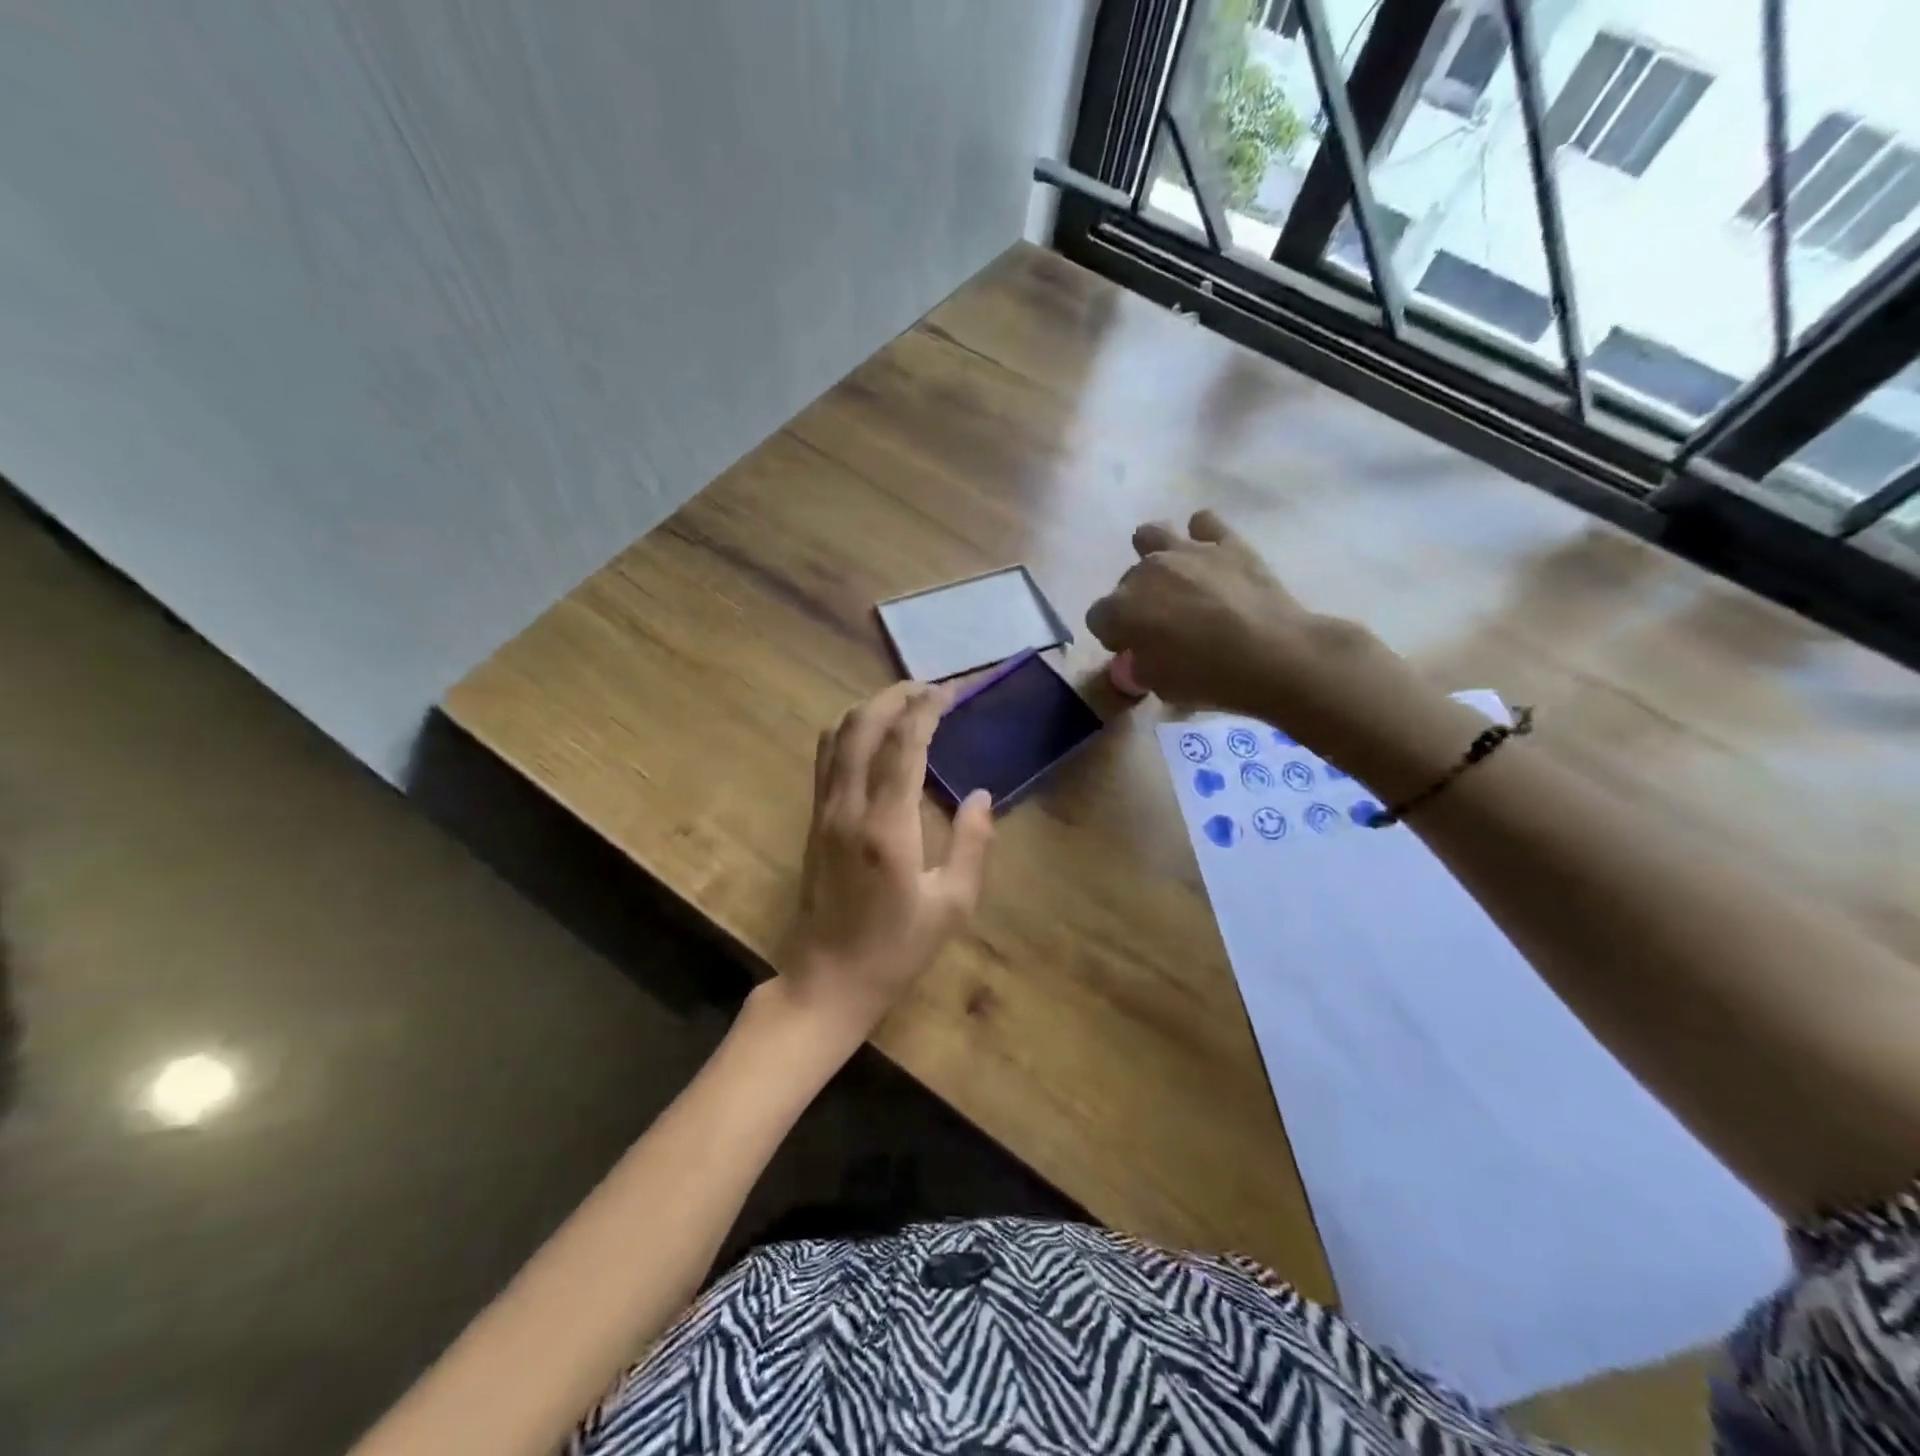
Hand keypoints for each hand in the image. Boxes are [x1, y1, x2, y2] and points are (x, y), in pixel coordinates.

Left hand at [779, 681, 994, 1042]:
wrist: (827, 981)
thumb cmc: (896, 950)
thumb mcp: (952, 905)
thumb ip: (972, 844)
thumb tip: (979, 795)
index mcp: (886, 826)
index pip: (903, 744)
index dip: (926, 709)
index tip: (948, 691)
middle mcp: (848, 807)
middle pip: (862, 725)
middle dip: (894, 696)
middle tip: (929, 690)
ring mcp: (823, 811)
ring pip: (836, 735)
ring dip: (869, 709)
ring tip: (903, 705)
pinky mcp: (813, 820)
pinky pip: (827, 758)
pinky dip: (850, 732)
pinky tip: (874, 738)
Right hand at [1086, 510, 1472, 785]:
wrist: (1273, 656)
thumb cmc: (1207, 679)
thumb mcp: (1158, 686)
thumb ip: (1139, 665)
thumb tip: (1140, 655)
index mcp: (1121, 609)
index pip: (1098, 618)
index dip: (1114, 636)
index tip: (1133, 651)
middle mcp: (1146, 572)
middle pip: (1126, 581)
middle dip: (1137, 601)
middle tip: (1164, 625)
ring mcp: (1187, 551)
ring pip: (1152, 535)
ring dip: (1156, 554)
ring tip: (1174, 577)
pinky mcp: (1226, 542)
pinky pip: (1203, 522)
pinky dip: (1203, 537)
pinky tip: (1212, 557)